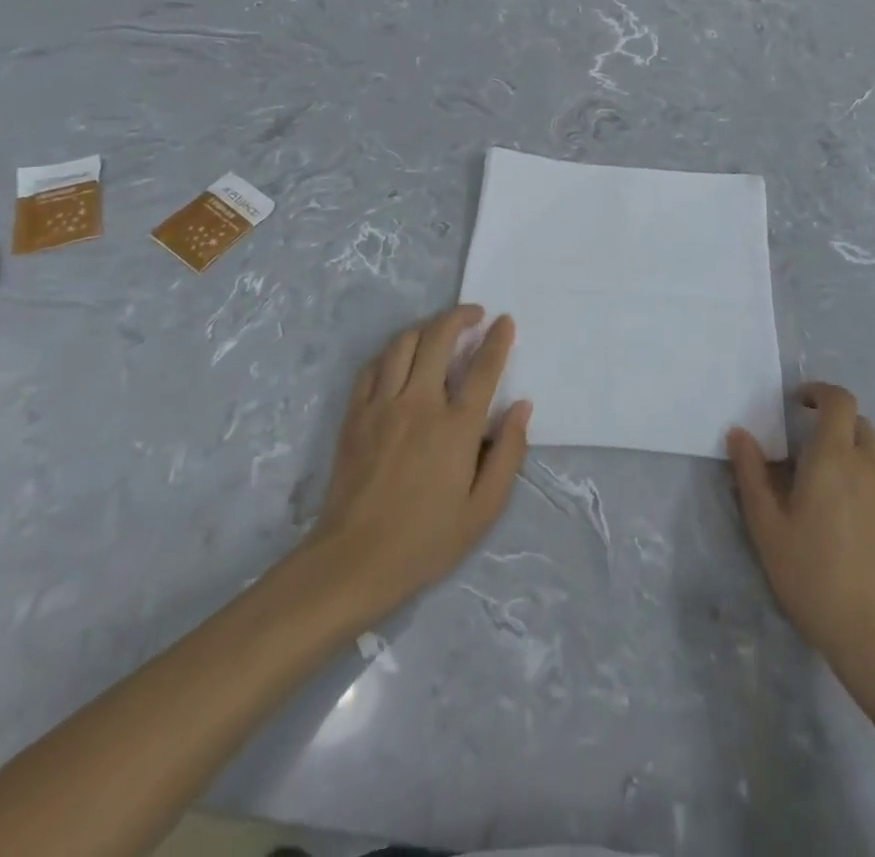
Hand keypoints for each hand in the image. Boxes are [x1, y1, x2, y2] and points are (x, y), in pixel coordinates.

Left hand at [310, 306, 531, 621]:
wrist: (354, 561)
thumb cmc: (426, 540)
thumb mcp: (484, 509)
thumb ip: (508, 453)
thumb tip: (521, 407)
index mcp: (456, 427)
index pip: (483, 367)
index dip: (497, 339)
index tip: (505, 322)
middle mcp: (420, 404)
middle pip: (438, 338)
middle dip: (459, 316)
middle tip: (474, 314)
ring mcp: (382, 405)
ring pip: (402, 344)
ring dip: (425, 328)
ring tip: (438, 331)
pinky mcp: (354, 415)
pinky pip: (372, 367)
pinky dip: (390, 353)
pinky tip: (399, 358)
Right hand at [728, 383, 874, 690]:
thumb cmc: (814, 577)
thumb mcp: (767, 527)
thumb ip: (751, 474)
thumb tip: (739, 432)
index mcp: (834, 458)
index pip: (839, 400)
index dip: (820, 392)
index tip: (799, 405)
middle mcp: (872, 465)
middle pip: (858, 424)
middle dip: (834, 426)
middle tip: (809, 455)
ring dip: (854, 458)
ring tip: (832, 496)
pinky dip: (872, 489)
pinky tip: (857, 529)